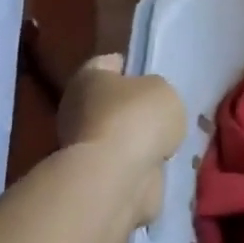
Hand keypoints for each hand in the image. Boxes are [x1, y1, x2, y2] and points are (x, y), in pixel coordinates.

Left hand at [57, 55, 186, 201]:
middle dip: (133, 107)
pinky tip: (159, 163)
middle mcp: (77, 109)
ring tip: (167, 140)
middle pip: (110, 102)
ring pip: (117, 134)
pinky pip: (122, 163)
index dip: (130, 67)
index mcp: (88, 78)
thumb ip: (157, 92)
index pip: (108, 63)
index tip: (151, 75)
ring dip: (136, 139)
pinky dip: (137, 164)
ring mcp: (82, 146)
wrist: (117, 179)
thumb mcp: (162, 90)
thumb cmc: (137, 119)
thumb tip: (150, 106)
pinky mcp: (94, 177)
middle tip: (162, 112)